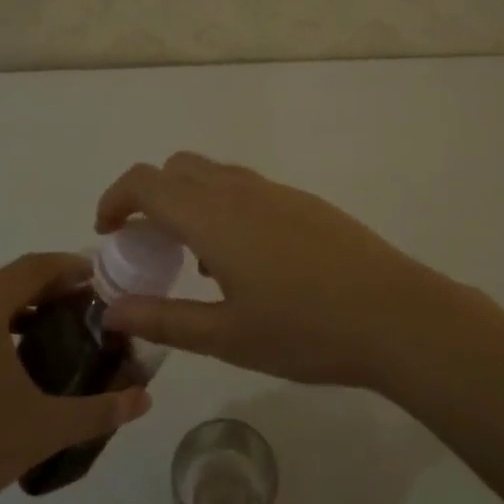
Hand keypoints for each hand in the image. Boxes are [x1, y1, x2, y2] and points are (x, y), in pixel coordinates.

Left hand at [0, 253, 151, 503]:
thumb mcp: (43, 430)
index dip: (68, 267)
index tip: (97, 278)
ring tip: (41, 338)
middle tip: (77, 310)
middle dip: (43, 289)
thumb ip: (99, 410)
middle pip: (3, 282)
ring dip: (10, 311)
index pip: (33, 267)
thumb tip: (145, 399)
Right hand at [95, 153, 456, 388]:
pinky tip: (246, 264)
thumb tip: (111, 311)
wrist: (396, 315)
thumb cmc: (305, 330)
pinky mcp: (304, 202)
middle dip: (150, 197)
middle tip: (149, 247)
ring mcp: (276, 192)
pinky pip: (246, 188)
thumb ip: (163, 319)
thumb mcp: (225, 335)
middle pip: (177, 167)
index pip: (146, 182)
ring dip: (189, 201)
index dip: (115, 199)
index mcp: (213, 216)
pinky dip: (223, 207)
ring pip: (214, 174)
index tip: (107, 234)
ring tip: (197, 262)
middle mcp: (240, 190)